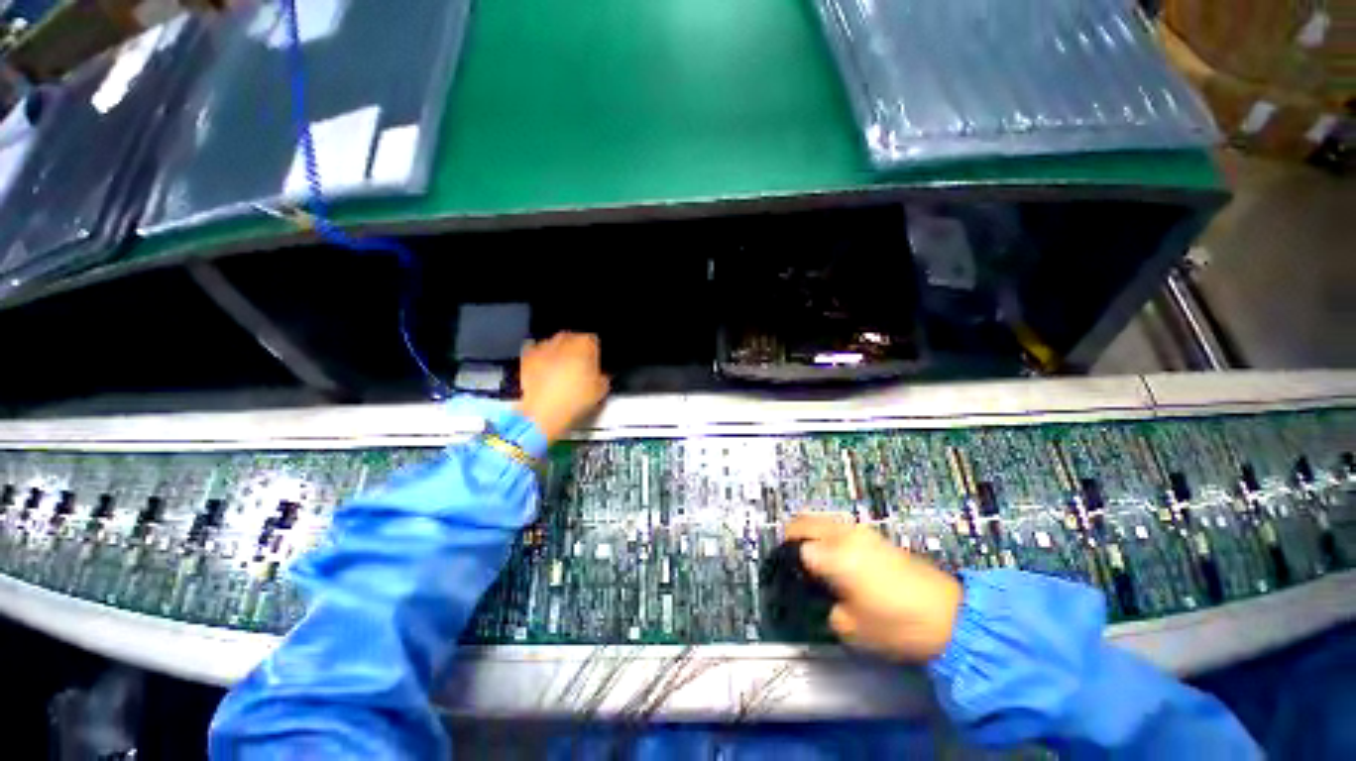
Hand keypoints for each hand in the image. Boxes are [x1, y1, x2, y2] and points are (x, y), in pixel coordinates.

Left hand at [516, 333, 609, 444]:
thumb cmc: (575, 398)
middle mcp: (564, 339)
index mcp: (586, 343)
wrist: (544, 411)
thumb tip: (600, 377)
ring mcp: (543, 346)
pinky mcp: (527, 356)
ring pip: (554, 345)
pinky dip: (539, 359)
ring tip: (560, 373)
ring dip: (557, 354)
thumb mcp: (601, 390)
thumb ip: (603, 378)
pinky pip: (535, 352)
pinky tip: (543, 371)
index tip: (594, 365)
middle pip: (573, 340)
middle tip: (578, 369)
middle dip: (575, 351)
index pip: (594, 341)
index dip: (595, 354)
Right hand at [787, 514, 962, 661]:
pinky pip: (839, 527)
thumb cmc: (896, 625)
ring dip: (810, 533)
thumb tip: (822, 595)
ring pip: (821, 519)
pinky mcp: (875, 536)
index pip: (796, 545)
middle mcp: (844, 535)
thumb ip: (826, 607)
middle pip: (804, 520)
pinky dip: (828, 535)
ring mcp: (861, 532)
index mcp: (834, 555)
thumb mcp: (852, 629)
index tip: (787, 576)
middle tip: (791, 561)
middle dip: (791, 536)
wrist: (950, 616)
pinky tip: (835, 558)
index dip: (787, 561)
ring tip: (813, 560)